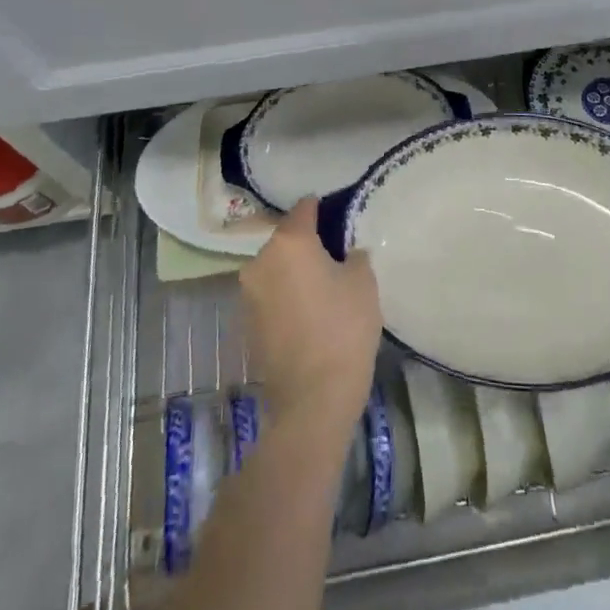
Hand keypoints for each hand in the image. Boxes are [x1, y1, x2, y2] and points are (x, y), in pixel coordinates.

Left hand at [239, 198, 382, 432]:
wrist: (312, 402)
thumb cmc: (343, 329)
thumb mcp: (363, 281)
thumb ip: (353, 254)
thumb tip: (344, 252)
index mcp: (288, 242)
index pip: (305, 208)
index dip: (324, 209)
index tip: (341, 218)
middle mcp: (260, 260)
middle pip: (287, 239)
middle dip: (308, 243)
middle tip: (336, 256)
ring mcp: (248, 294)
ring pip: (276, 268)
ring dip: (295, 272)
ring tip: (323, 288)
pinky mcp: (246, 324)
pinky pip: (270, 296)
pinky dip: (286, 297)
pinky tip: (308, 314)